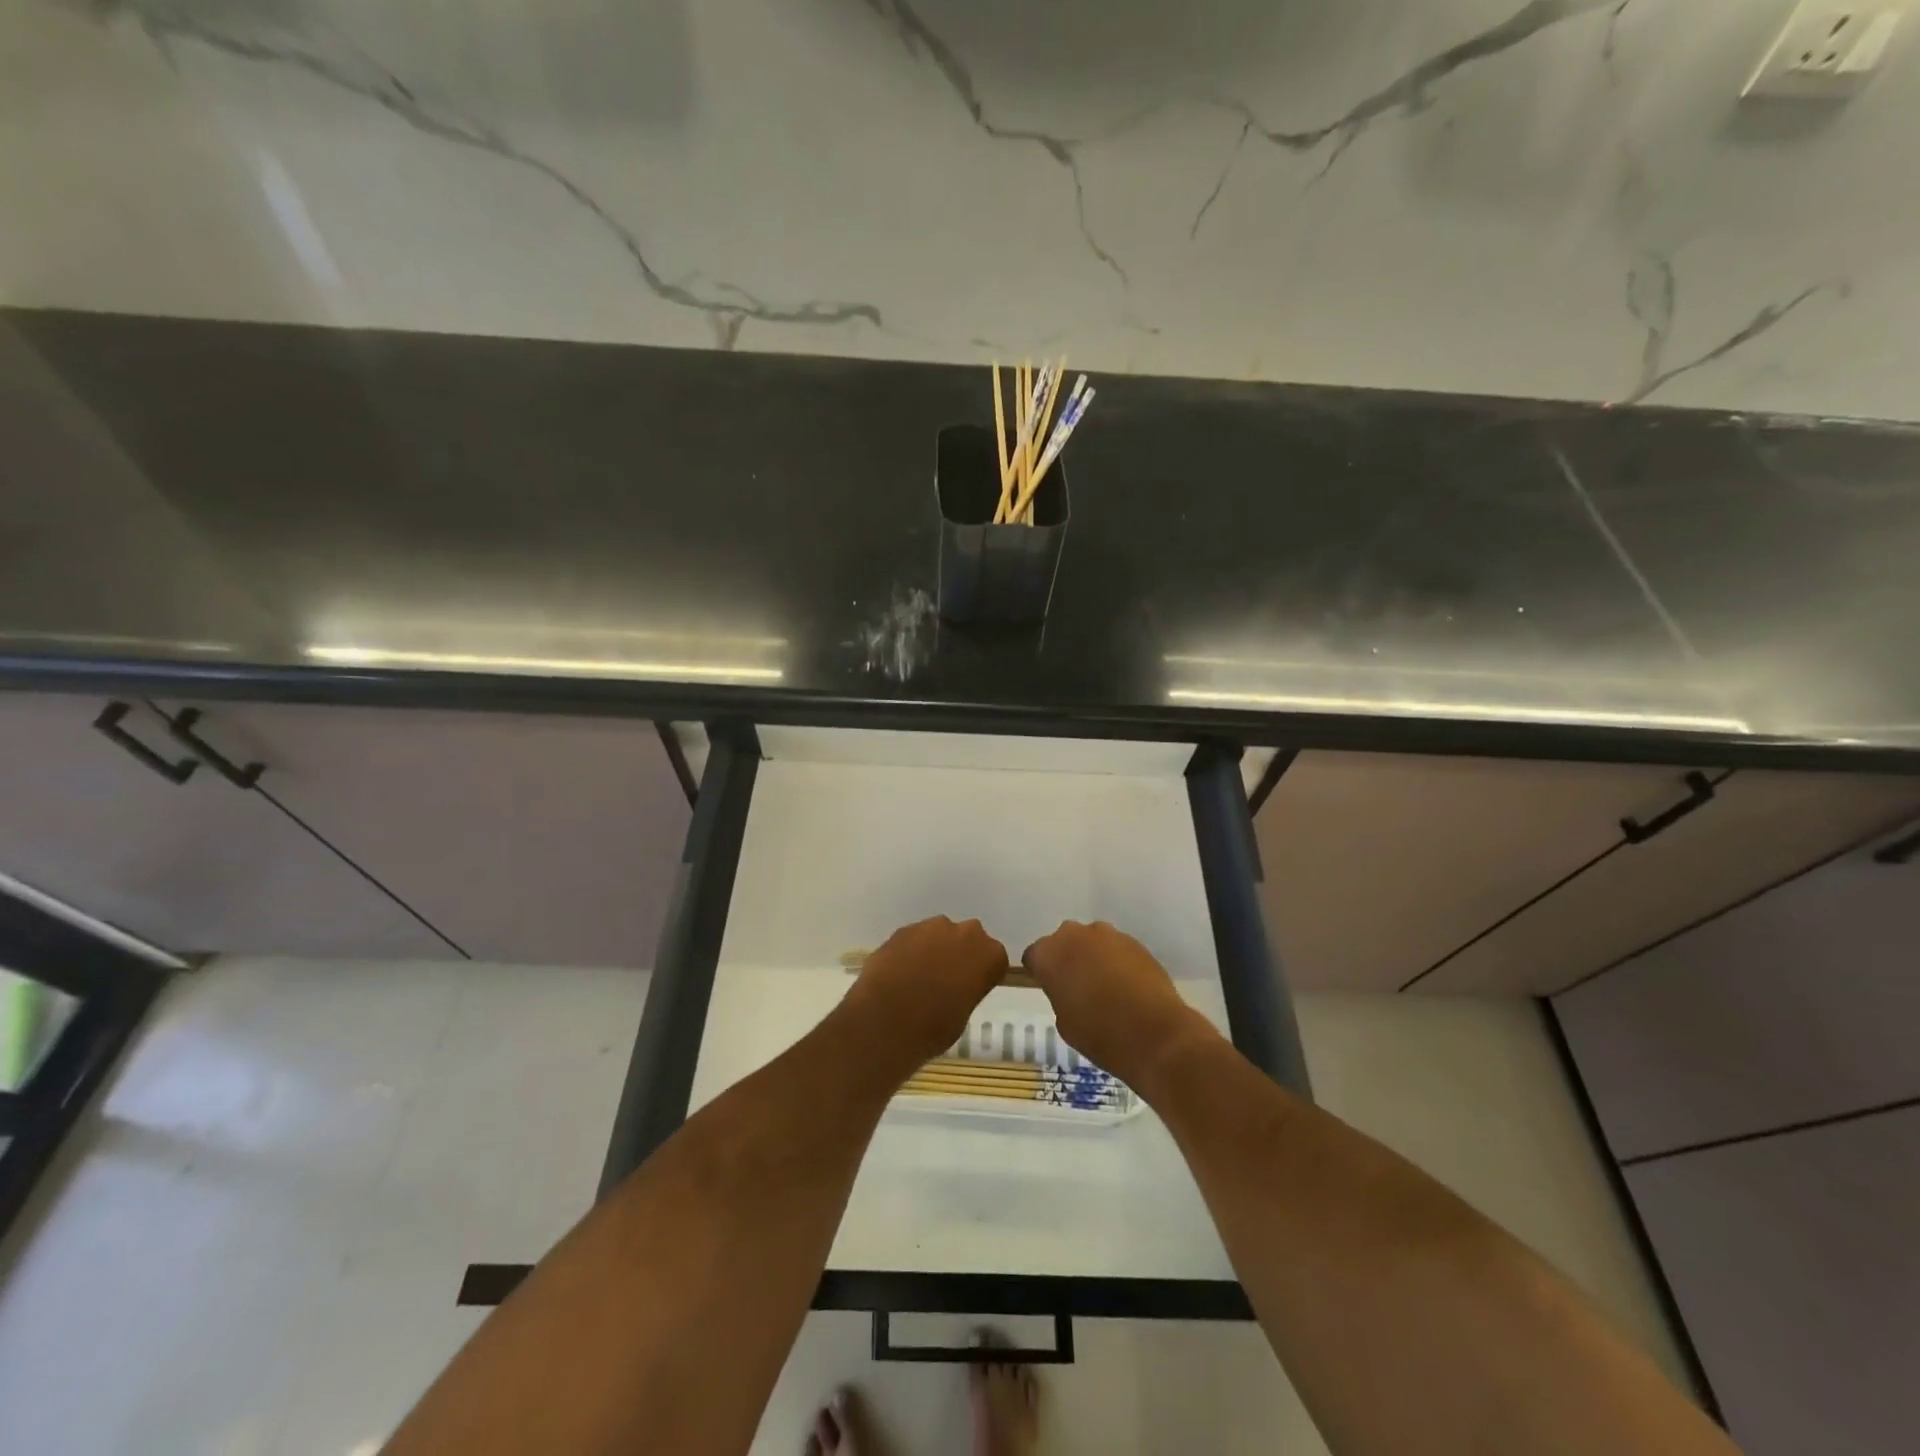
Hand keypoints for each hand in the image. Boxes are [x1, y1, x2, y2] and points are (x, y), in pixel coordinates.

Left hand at [839, 916, 1007, 1075]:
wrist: (887, 1021)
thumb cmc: (934, 1028)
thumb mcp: (964, 1014)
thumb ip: (966, 990)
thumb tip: (953, 987)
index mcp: (989, 955)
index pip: (994, 959)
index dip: (981, 973)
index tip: (970, 988)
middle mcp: (965, 932)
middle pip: (967, 939)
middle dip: (958, 954)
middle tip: (945, 981)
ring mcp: (932, 927)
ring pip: (938, 935)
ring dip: (933, 950)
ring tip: (917, 978)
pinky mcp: (903, 929)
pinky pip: (913, 939)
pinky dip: (909, 952)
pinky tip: (898, 974)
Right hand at [1021, 921, 1210, 1085]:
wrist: (1155, 1034)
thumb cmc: (1100, 1034)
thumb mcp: (1064, 1022)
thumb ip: (1060, 995)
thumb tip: (1071, 988)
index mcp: (1049, 954)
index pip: (1034, 956)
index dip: (1041, 972)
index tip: (1050, 989)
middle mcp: (1075, 935)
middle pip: (1063, 942)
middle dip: (1067, 959)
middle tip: (1076, 988)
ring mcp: (1108, 935)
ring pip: (1092, 942)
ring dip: (1093, 958)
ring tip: (1106, 988)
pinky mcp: (1135, 942)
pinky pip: (1116, 949)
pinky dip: (1117, 962)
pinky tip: (1127, 987)